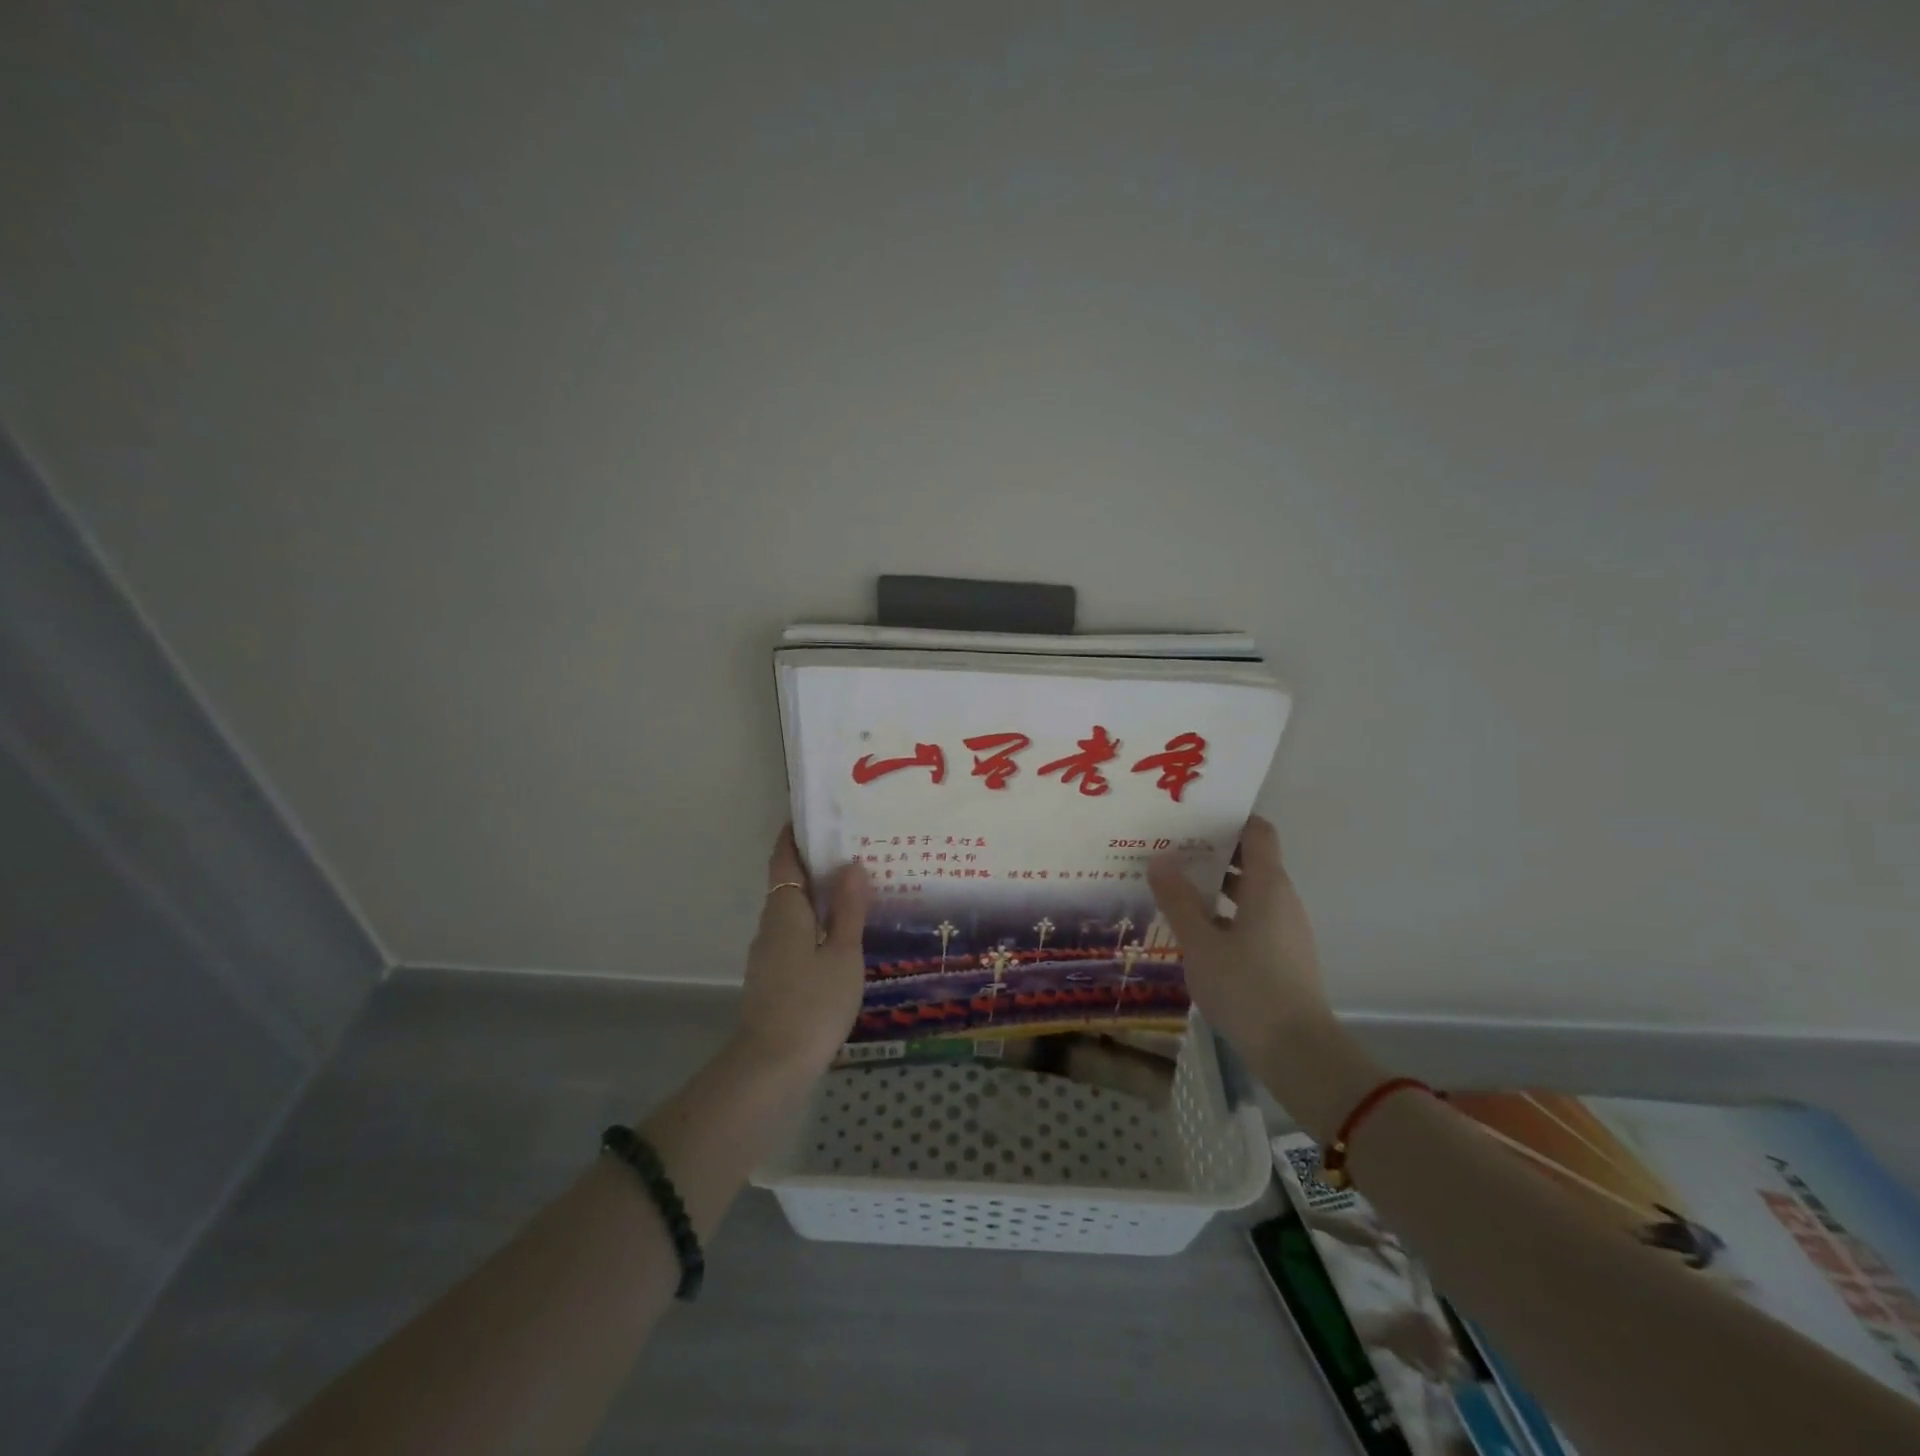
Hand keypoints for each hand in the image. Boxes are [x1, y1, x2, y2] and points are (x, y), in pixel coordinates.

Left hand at [737, 825, 869, 1075]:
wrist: (773, 1066)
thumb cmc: (814, 1002)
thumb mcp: (843, 953)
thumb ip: (847, 909)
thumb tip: (850, 864)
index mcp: (785, 910)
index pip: (784, 859)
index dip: (795, 835)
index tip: (816, 816)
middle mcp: (770, 924)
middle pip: (788, 882)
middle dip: (814, 864)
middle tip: (853, 850)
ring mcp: (768, 953)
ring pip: (792, 911)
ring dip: (816, 896)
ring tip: (854, 889)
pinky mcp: (772, 976)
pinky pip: (794, 934)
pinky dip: (814, 923)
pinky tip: (840, 935)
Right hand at [1147, 814, 1332, 1063]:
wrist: (1297, 1052)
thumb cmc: (1246, 987)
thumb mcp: (1200, 943)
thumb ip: (1178, 900)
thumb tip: (1160, 859)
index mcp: (1267, 885)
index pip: (1258, 832)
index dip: (1230, 819)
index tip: (1193, 818)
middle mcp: (1282, 899)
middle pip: (1252, 860)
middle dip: (1212, 852)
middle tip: (1170, 851)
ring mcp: (1286, 929)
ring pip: (1250, 892)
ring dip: (1216, 886)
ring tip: (1174, 889)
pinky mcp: (1283, 956)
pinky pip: (1253, 918)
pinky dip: (1226, 914)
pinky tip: (1195, 931)